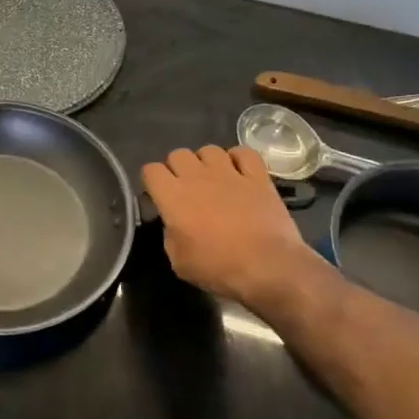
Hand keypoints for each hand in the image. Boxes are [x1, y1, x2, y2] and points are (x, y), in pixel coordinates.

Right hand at [141, 146, 330, 314]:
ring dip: (206, 162)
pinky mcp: (258, 177)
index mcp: (173, 196)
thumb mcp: (179, 261)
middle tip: (185, 190)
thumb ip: (170, 234)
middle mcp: (197, 176)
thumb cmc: (217, 267)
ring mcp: (230, 173)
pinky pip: (244, 153)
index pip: (151, 170)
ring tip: (212, 180)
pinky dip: (239, 159)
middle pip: (178, 154)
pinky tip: (239, 172)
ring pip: (209, 150)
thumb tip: (175, 224)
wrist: (266, 267)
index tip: (158, 196)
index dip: (152, 182)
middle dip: (177, 168)